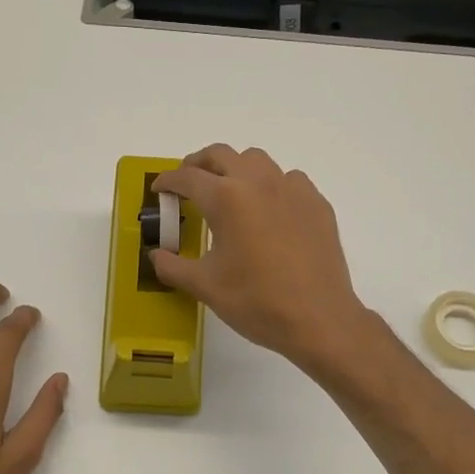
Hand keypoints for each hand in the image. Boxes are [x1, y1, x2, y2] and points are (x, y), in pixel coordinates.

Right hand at [151, 145, 370, 373]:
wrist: (319, 319)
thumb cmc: (256, 301)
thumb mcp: (205, 286)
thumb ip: (172, 266)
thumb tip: (156, 255)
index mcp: (226, 198)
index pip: (187, 177)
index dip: (167, 181)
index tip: (159, 190)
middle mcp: (259, 182)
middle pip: (221, 154)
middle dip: (198, 164)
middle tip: (188, 185)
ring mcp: (292, 189)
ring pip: (257, 160)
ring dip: (236, 169)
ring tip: (229, 193)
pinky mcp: (317, 204)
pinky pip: (288, 180)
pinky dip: (271, 185)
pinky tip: (269, 212)